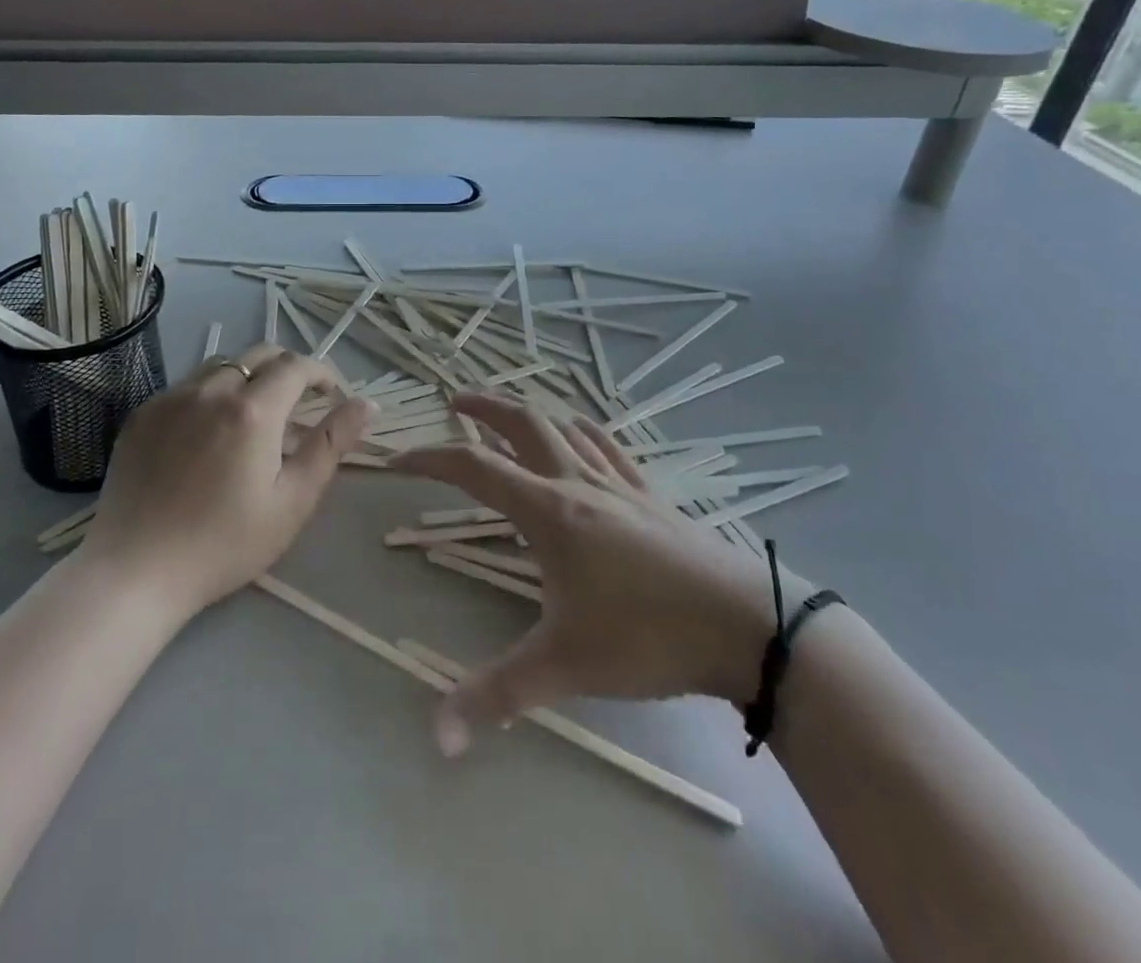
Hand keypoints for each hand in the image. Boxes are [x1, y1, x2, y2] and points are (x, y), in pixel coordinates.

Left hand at [77, 343, 374, 616]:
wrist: (135, 571)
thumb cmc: (225, 543)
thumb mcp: (293, 500)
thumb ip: (331, 445)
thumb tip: (367, 404)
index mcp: (253, 409)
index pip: (297, 366)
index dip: (322, 373)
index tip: (333, 394)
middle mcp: (211, 389)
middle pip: (260, 354)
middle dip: (288, 368)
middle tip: (300, 402)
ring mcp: (171, 398)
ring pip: (221, 364)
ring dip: (248, 376)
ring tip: (255, 414)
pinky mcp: (143, 413)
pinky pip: (187, 386)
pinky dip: (210, 393)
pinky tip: (209, 431)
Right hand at [395, 393, 806, 756]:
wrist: (746, 624)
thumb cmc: (648, 635)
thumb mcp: (566, 666)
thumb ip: (497, 696)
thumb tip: (436, 738)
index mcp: (547, 510)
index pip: (473, 467)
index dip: (428, 458)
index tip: (395, 461)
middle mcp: (576, 481)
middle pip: (520, 421)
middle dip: (482, 404)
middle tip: (452, 401)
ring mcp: (617, 482)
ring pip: (563, 426)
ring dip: (528, 411)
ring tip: (505, 413)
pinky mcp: (649, 494)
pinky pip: (607, 444)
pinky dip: (580, 429)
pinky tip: (577, 430)